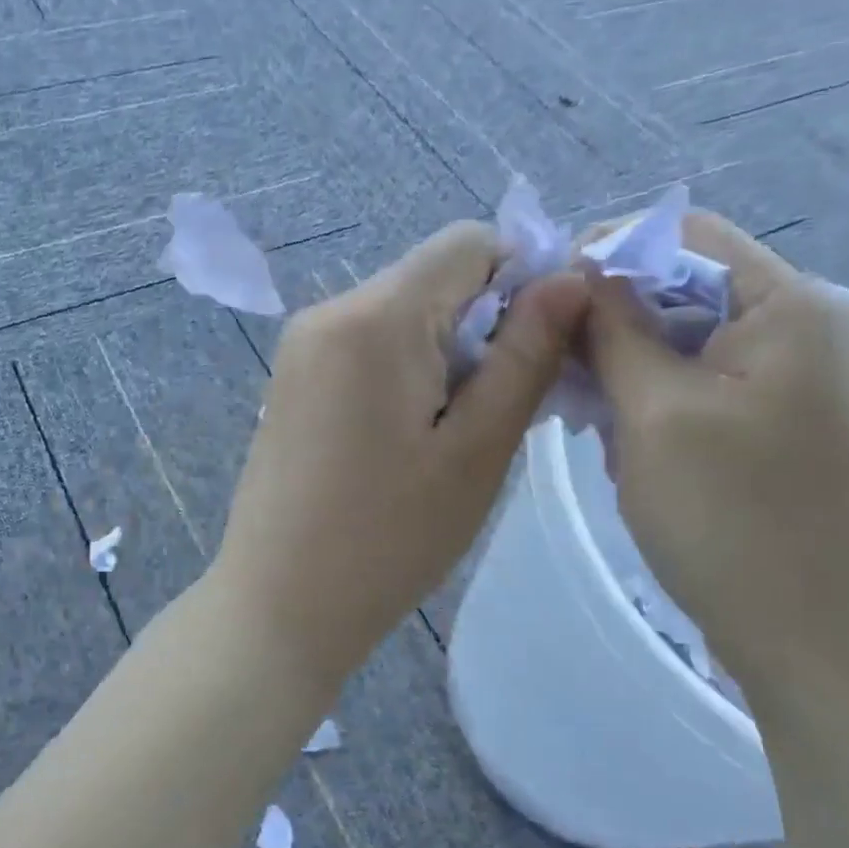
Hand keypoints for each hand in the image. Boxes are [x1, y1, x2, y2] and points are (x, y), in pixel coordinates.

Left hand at [214, 222, 588, 684]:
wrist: (280, 604)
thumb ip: (525, 354)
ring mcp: (302, 344)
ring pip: (403, 311)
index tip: (543, 347)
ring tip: (459, 431)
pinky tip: (413, 435)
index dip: (522, 277)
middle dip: (486, 321)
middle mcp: (329, 310)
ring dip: (448, 350)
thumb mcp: (477, 449)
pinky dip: (407, 368)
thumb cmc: (389, 538)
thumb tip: (569, 277)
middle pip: (434, 276)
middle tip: (504, 406)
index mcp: (376, 316)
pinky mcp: (294, 378)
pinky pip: (368, 343)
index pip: (468, 242)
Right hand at [583, 213, 848, 695]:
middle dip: (610, 321)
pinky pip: (698, 388)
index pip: (684, 236)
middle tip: (556, 370)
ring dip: (625, 370)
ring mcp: (792, 384)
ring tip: (587, 420)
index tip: (545, 299)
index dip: (607, 253)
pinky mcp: (777, 428)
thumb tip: (582, 270)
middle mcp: (800, 331)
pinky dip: (651, 404)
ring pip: (682, 344)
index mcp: (788, 307)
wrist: (824, 647)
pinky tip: (621, 446)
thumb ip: (615, 330)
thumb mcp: (655, 413)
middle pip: (682, 289)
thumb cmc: (735, 519)